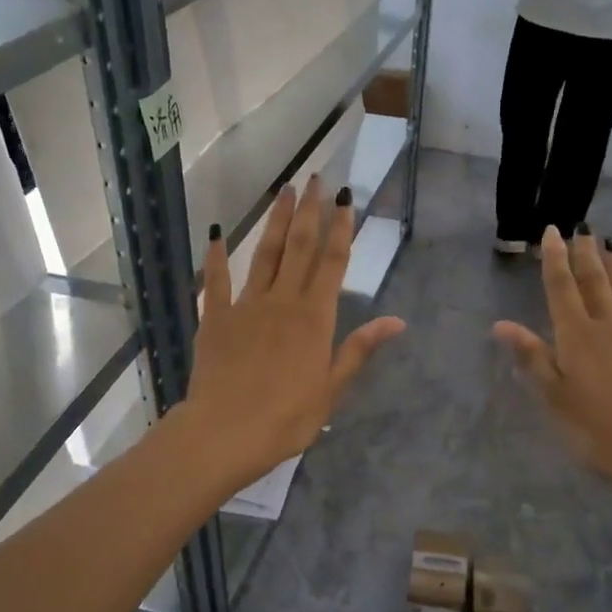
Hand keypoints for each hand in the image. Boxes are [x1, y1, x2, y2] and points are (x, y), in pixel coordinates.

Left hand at [182, 176, 404, 490]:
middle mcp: (283, 301)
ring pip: (264, 254)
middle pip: (299, 247)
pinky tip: (217, 232)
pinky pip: (215, 280)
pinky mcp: (214, 317)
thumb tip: (397, 321)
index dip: (341, 229)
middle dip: (309, 211)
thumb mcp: (332, 388)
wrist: (226, 432)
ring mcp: (246, 305)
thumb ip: (360, 349)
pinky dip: (216, 255)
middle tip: (315, 179)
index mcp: (315, 318)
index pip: (333, 263)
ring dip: (275, 220)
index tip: (345, 198)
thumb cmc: (287, 418)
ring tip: (283, 190)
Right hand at [493, 228, 611, 495]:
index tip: (551, 231)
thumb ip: (531, 357)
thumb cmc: (595, 428)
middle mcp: (608, 327)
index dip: (554, 259)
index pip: (561, 289)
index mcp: (576, 336)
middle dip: (585, 255)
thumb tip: (501, 324)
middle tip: (582, 229)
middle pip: (595, 283)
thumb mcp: (552, 397)